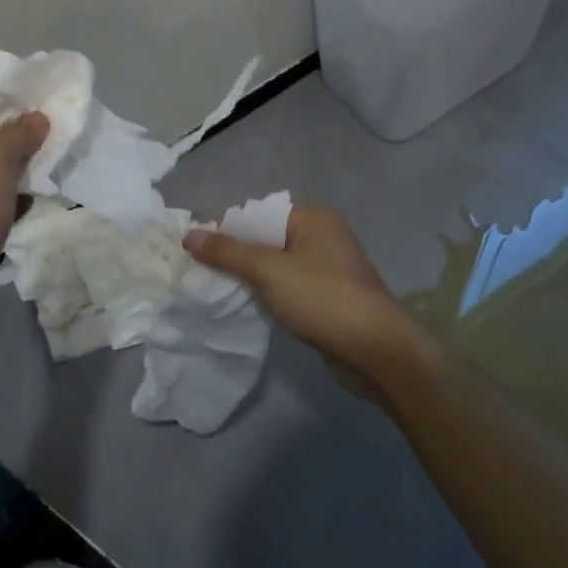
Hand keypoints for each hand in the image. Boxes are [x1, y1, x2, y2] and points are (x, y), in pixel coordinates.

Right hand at [185, 206, 439, 407]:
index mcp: (313, 219)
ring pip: (276, 266)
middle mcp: (323, 237)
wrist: (377, 352)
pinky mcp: (328, 298)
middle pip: (266, 240)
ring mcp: (328, 269)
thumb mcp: (270, 271)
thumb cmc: (324, 299)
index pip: (258, 215)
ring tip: (216, 291)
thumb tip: (190, 234)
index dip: (226, 230)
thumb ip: (229, 252)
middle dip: (235, 256)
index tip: (196, 251)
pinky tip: (245, 307)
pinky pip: (288, 288)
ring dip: (249, 278)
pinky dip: (267, 295)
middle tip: (200, 273)